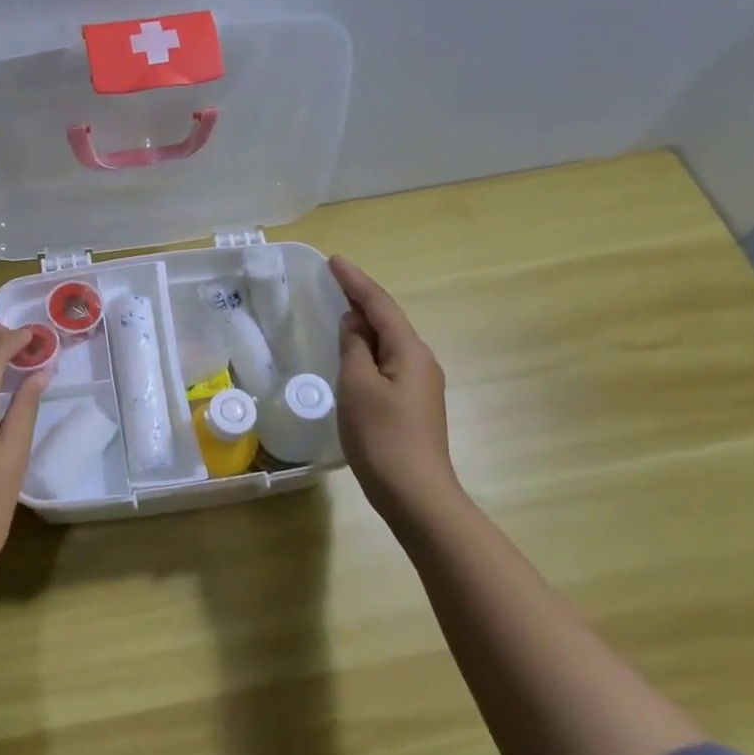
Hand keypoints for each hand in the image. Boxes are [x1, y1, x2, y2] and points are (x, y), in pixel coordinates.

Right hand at [330, 255, 459, 513]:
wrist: (416, 494)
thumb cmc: (382, 437)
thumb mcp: (357, 386)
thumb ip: (353, 348)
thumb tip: (353, 324)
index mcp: (410, 351)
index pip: (379, 305)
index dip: (355, 282)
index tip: (334, 261)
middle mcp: (421, 361)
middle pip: (388, 320)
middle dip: (361, 299)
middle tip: (332, 281)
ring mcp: (420, 384)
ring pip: (388, 343)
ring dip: (364, 325)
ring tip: (338, 311)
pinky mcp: (413, 404)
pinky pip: (387, 362)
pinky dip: (368, 350)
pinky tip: (352, 354)